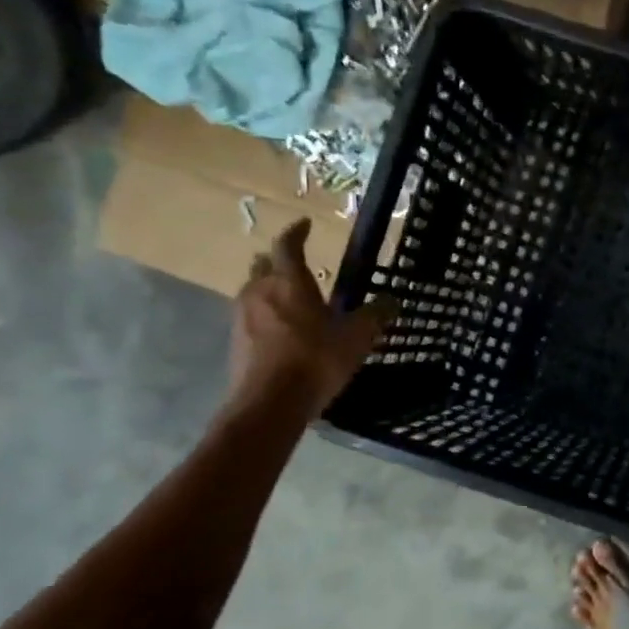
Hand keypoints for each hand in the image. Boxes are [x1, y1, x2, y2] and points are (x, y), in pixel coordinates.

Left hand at [227, 219, 396, 416]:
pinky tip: (281, 329)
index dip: (297, 233)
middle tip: (296, 263)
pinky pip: (250, 315)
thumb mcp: (356, 338)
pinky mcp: (236, 340)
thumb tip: (392, 300)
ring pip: (254, 290)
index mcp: (290, 282)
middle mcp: (260, 291)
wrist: (269, 404)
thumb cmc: (315, 360)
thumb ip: (374, 316)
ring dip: (270, 288)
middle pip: (263, 265)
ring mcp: (242, 316)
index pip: (288, 245)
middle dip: (278, 261)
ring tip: (290, 297)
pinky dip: (265, 313)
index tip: (305, 224)